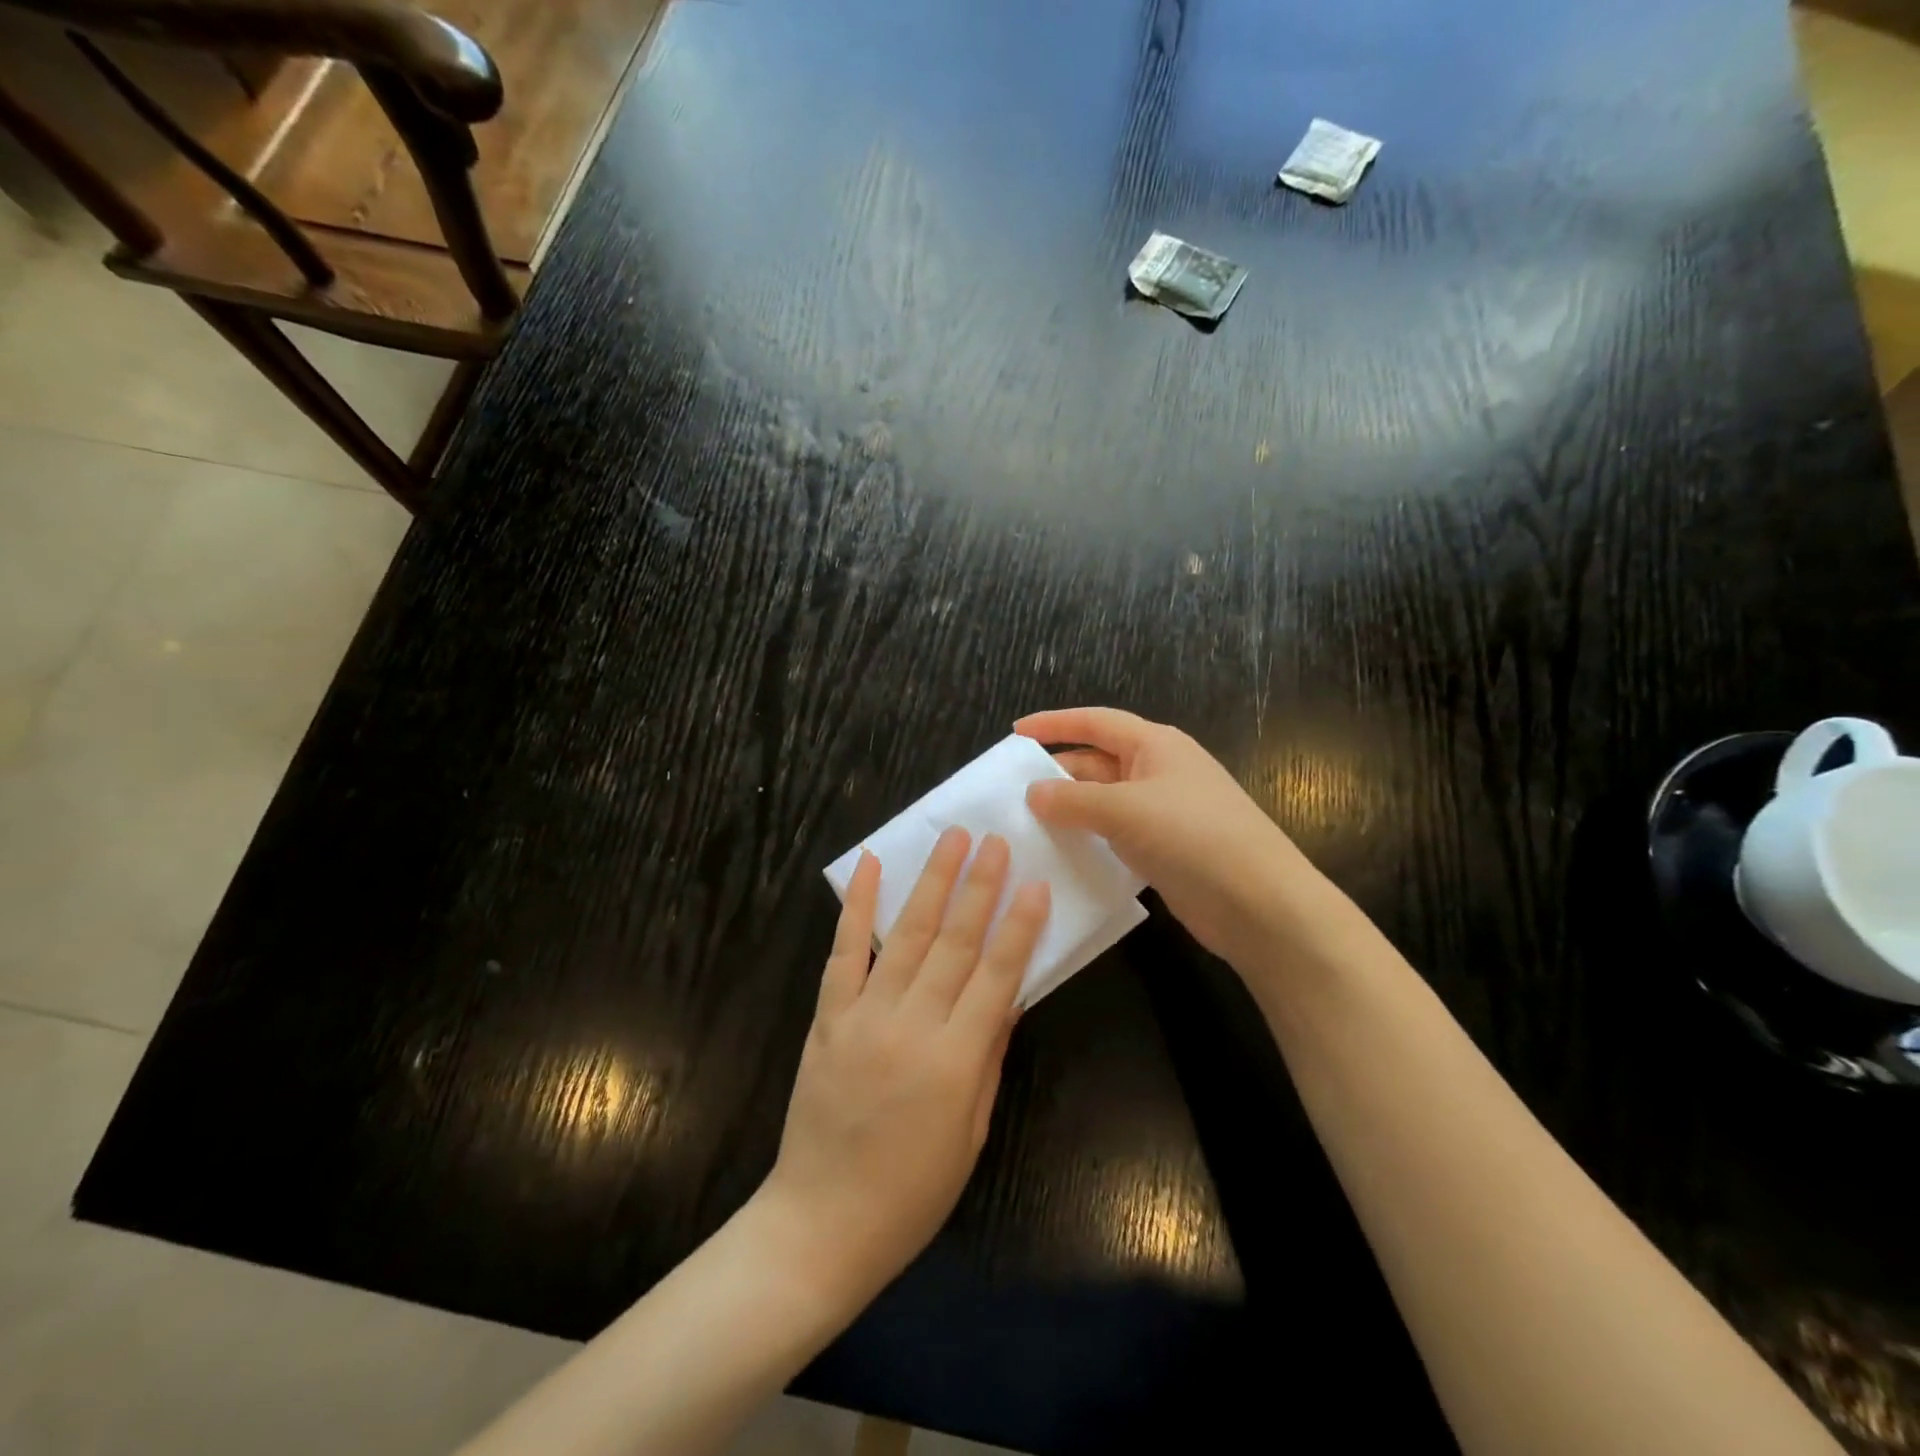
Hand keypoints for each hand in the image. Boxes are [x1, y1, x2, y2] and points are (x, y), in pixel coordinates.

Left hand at [759, 829, 1049, 1309]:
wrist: (821, 1224)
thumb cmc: (911, 1192)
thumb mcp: (971, 1133)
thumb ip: (990, 1058)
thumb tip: (1010, 997)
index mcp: (955, 1062)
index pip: (997, 977)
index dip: (1019, 927)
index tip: (1035, 883)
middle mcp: (911, 1027)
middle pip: (953, 944)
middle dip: (979, 887)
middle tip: (995, 840)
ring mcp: (863, 1017)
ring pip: (905, 936)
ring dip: (931, 882)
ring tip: (952, 840)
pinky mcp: (827, 1018)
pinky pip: (844, 953)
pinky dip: (856, 906)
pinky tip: (869, 866)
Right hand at [1016, 706, 1329, 965]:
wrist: (1259, 903)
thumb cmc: (1193, 836)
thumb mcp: (1124, 809)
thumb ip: (1072, 799)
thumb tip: (1033, 793)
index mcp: (1155, 745)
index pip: (1095, 722)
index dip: (1054, 723)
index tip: (1015, 733)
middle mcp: (1159, 771)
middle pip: (1097, 762)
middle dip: (1057, 772)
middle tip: (1011, 790)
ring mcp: (1164, 812)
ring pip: (1104, 801)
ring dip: (1070, 809)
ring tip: (1025, 823)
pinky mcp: (1165, 849)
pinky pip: (1115, 834)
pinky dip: (1089, 839)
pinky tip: (1061, 853)